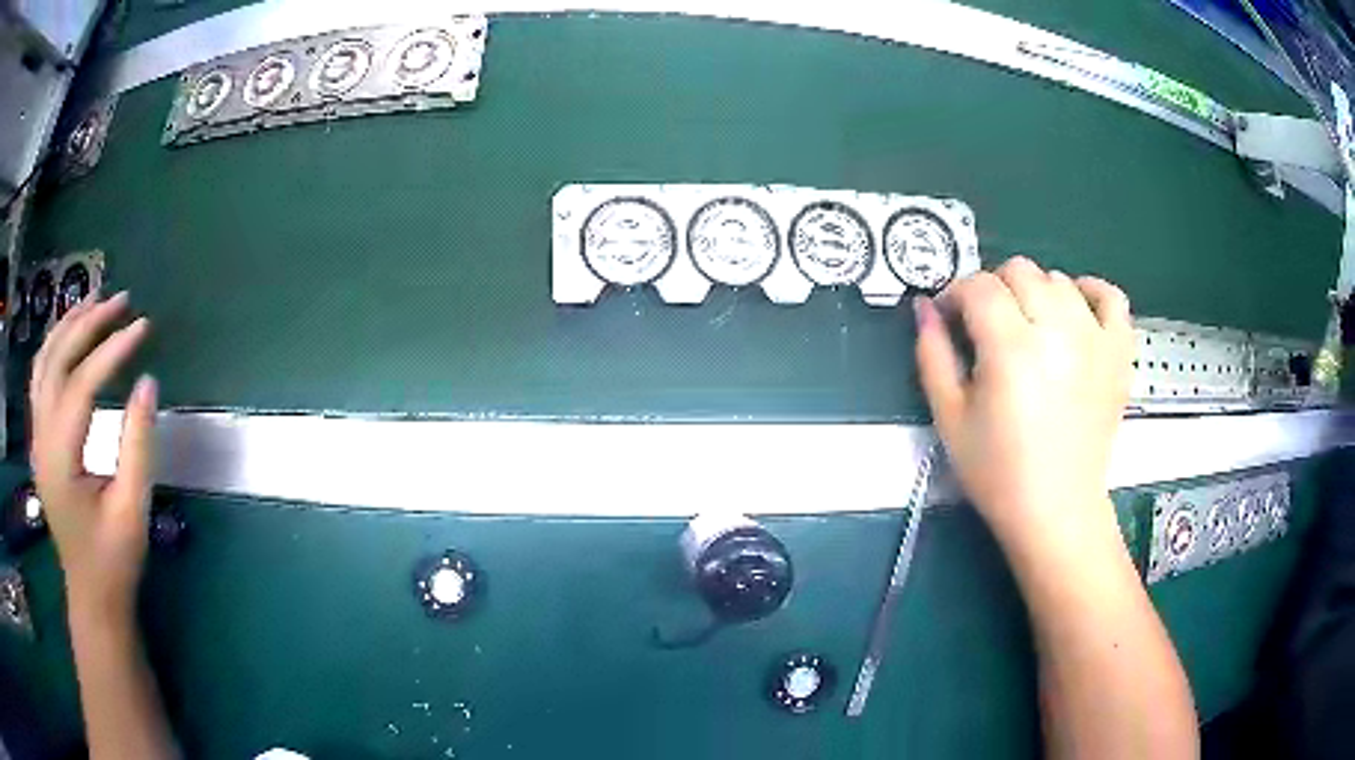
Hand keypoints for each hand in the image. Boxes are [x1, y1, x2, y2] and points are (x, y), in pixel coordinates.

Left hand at [29, 292, 155, 623]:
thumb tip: (147, 382)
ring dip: (67, 325)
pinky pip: (40, 378)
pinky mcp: (39, 440)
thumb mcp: (132, 511)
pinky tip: (70, 336)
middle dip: (88, 323)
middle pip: (57, 360)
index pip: (81, 385)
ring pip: (43, 361)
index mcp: (60, 460)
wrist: (91, 594)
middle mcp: (41, 439)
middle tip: (122, 300)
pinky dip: (54, 346)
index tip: (144, 326)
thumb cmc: (113, 560)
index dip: (111, 350)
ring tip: (94, 301)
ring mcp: (36, 438)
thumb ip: (137, 446)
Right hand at [914, 257, 1133, 557]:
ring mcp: (1094, 339)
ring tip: (1029, 329)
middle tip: (988, 329)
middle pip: (1020, 271)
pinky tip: (1076, 308)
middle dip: (994, 290)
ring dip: (1036, 294)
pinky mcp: (1119, 354)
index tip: (950, 320)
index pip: (979, 286)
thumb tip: (925, 307)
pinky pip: (1111, 297)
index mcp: (1010, 348)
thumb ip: (932, 354)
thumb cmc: (998, 473)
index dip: (956, 295)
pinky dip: (1091, 291)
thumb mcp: (948, 418)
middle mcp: (1057, 331)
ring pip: (1059, 280)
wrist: (1057, 511)